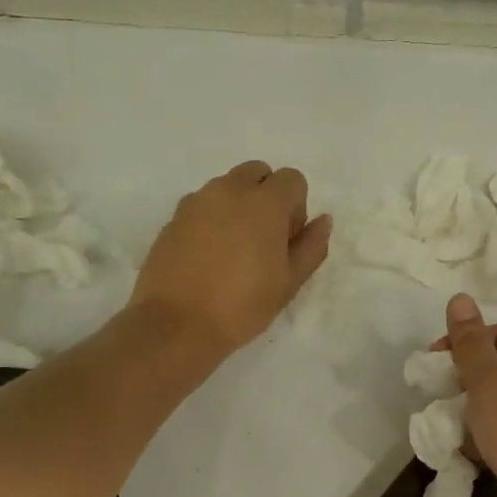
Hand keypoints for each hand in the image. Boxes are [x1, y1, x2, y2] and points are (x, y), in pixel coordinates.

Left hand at [132, 162, 331, 356]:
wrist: (177, 323)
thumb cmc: (242, 305)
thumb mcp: (289, 283)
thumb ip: (311, 247)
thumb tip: (323, 221)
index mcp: (264, 202)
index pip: (292, 179)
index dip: (297, 208)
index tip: (287, 241)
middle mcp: (229, 190)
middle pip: (258, 173)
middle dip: (267, 197)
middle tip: (264, 241)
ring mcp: (196, 201)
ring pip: (227, 187)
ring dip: (238, 206)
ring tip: (234, 252)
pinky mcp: (173, 218)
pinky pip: (202, 205)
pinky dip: (212, 219)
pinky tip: (209, 257)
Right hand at [440, 294, 496, 496]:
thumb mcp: (489, 383)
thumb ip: (469, 343)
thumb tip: (459, 298)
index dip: (464, 344)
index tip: (434, 366)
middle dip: (466, 384)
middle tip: (443, 401)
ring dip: (474, 416)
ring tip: (457, 431)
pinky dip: (488, 441)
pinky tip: (472, 455)